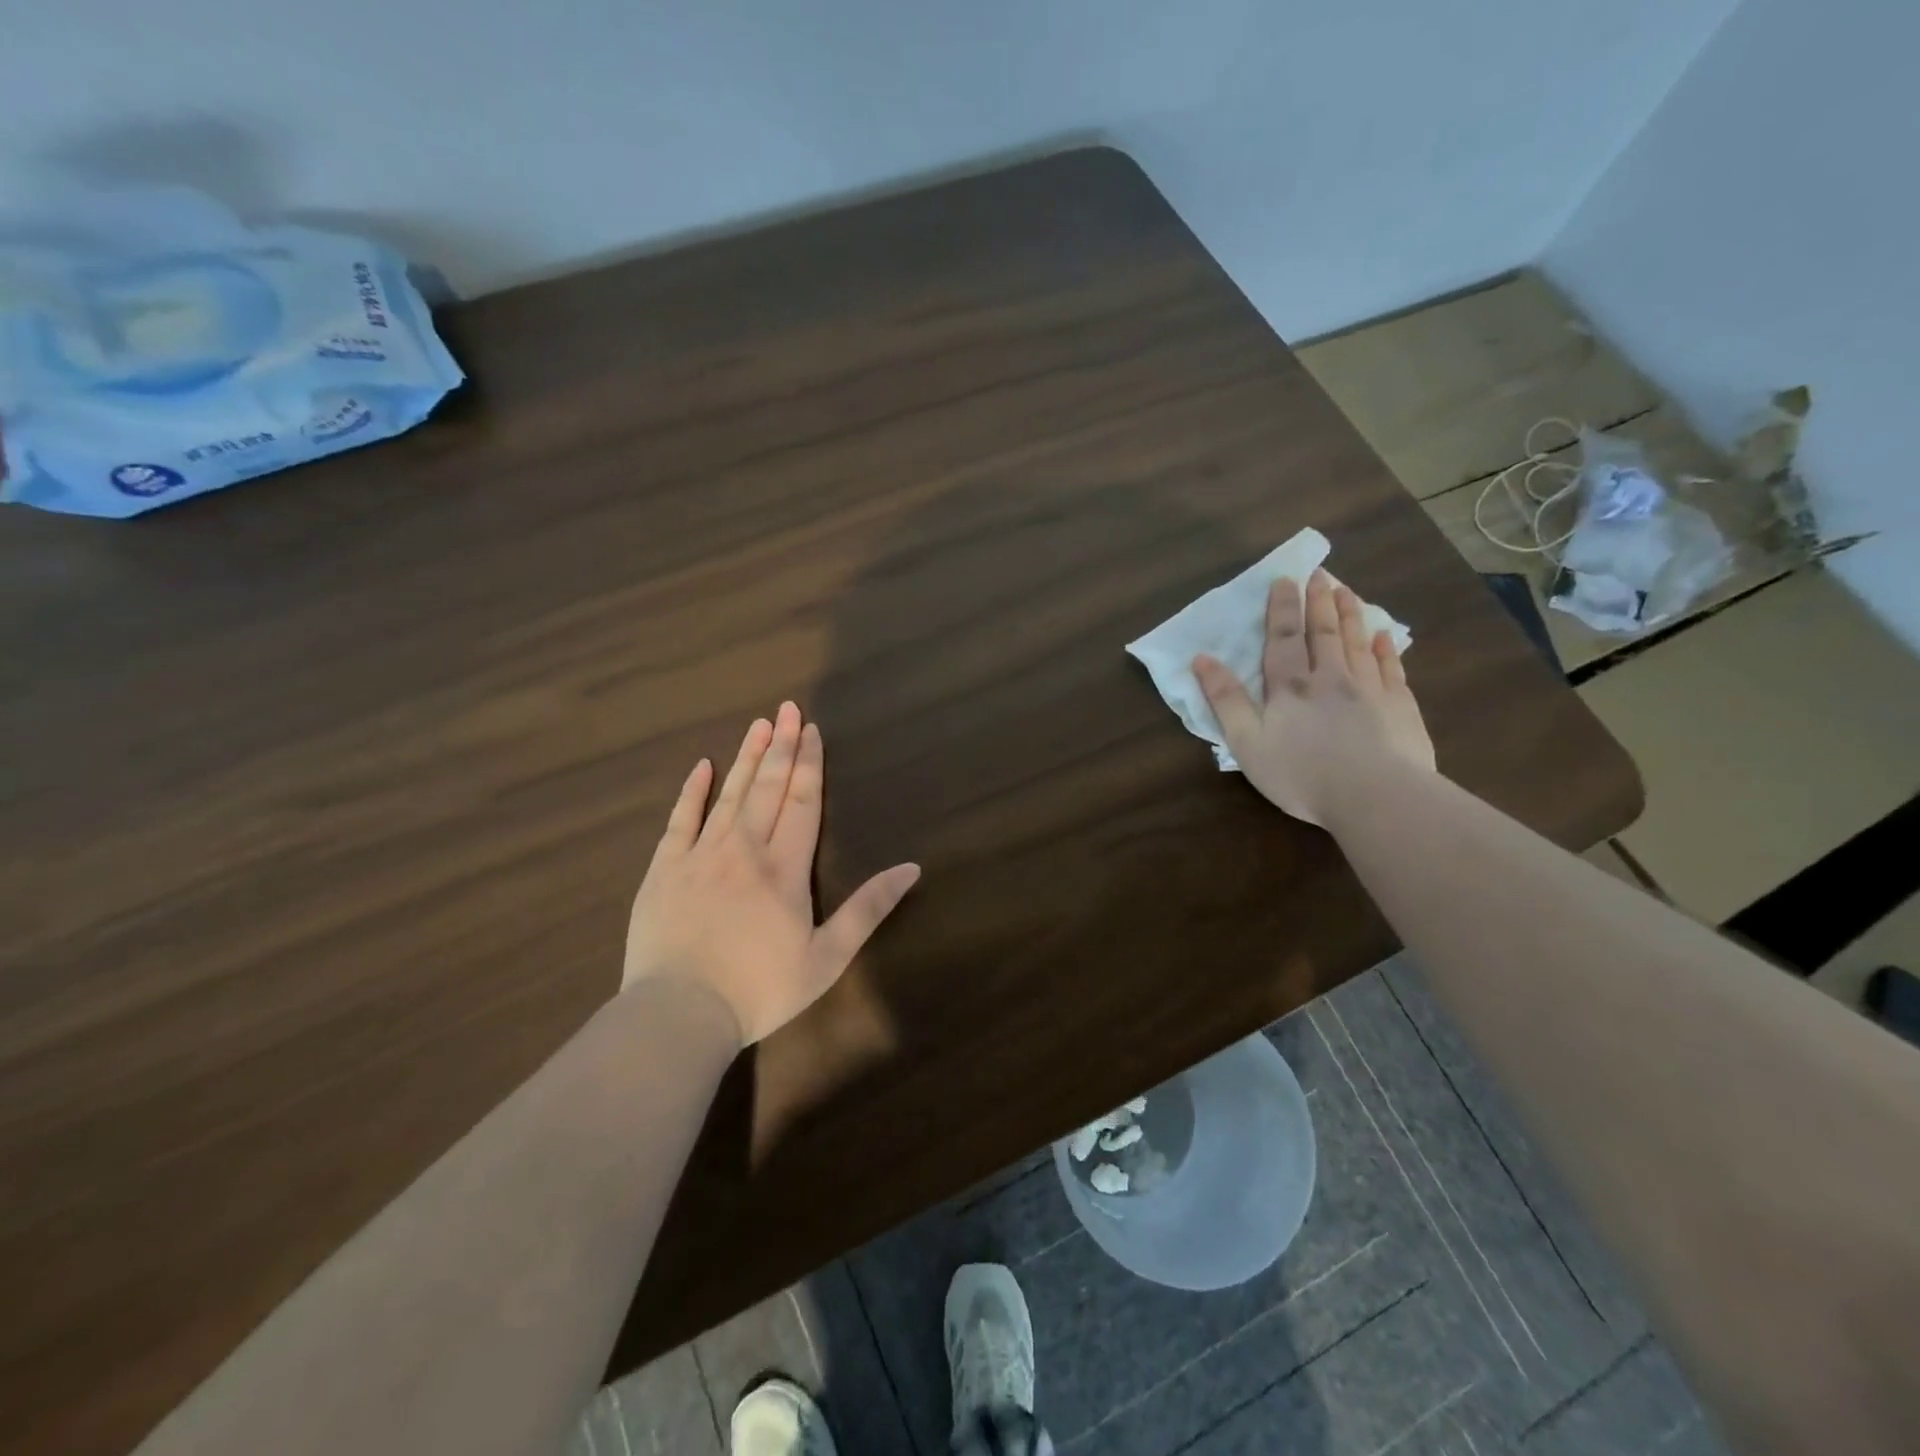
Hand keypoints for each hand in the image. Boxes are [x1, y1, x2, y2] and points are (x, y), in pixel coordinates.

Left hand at [623, 703, 921, 1044]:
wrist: (679, 1013)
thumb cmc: (760, 990)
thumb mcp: (827, 958)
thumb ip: (868, 909)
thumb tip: (911, 869)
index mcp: (785, 868)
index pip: (803, 802)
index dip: (810, 764)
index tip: (811, 730)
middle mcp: (745, 848)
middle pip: (768, 787)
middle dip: (781, 746)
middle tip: (788, 708)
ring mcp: (700, 855)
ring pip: (729, 794)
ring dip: (747, 758)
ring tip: (758, 724)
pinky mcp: (664, 869)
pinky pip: (680, 819)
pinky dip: (692, 791)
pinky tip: (702, 767)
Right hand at [1193, 570, 1434, 824]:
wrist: (1375, 796)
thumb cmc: (1301, 774)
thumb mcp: (1247, 742)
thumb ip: (1226, 700)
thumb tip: (1201, 659)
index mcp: (1290, 687)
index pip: (1283, 639)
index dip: (1282, 609)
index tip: (1284, 580)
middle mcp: (1330, 678)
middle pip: (1323, 633)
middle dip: (1318, 602)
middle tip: (1320, 573)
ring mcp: (1369, 689)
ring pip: (1357, 643)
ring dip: (1350, 615)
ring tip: (1346, 591)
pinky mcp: (1400, 707)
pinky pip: (1391, 669)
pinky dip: (1386, 649)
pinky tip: (1384, 636)